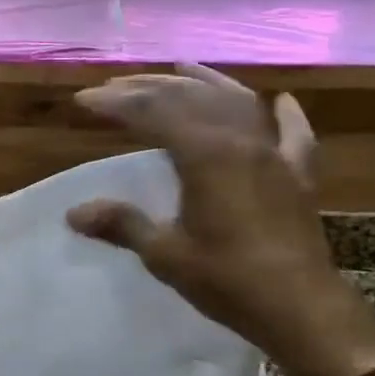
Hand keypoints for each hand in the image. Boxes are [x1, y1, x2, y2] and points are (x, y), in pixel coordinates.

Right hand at [65, 64, 374, 375]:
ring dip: (208, 82)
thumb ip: (122, 225)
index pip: (152, 113)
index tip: (84, 99)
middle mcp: (241, 141)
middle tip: (118, 85)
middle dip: (150, 87)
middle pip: (192, 97)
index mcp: (205, 155)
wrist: (300, 308)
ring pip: (239, 103)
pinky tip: (281, 101)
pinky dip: (287, 115)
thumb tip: (74, 213)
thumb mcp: (165, 254)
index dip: (115, 104)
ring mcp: (275, 155)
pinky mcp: (299, 176)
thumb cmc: (227, 281)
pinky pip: (294, 135)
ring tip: (184, 67)